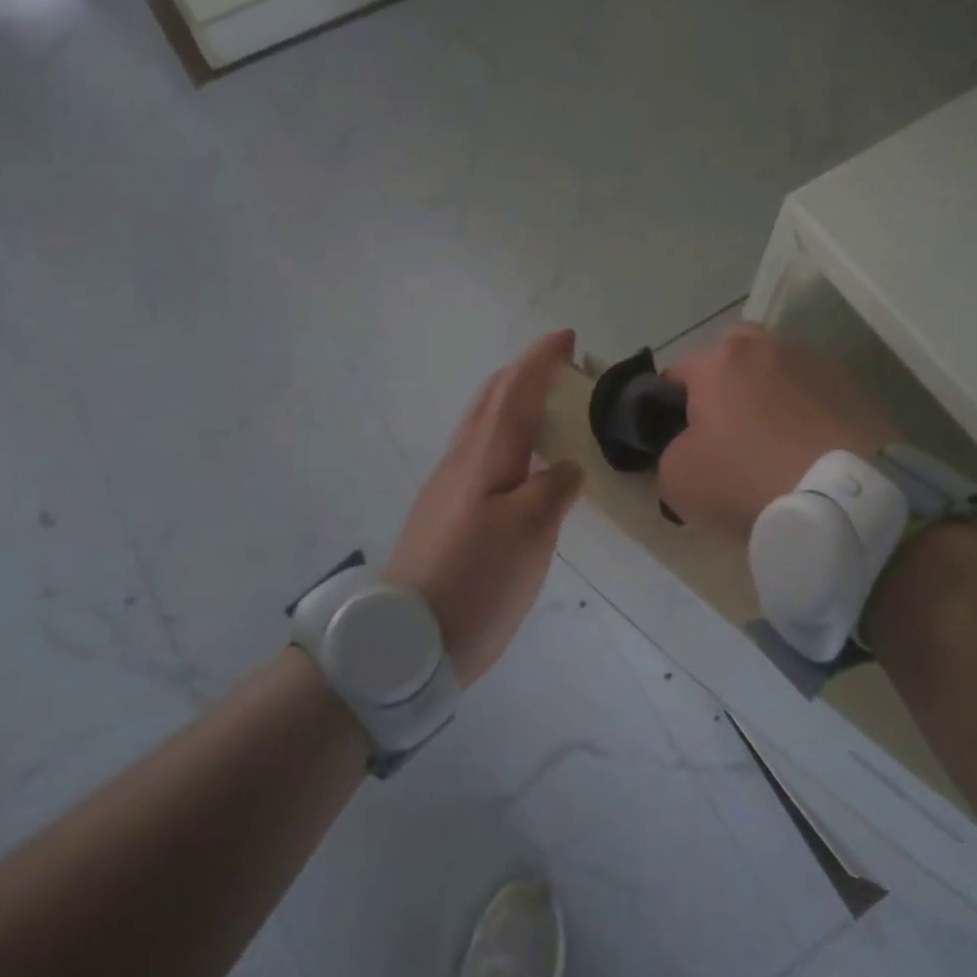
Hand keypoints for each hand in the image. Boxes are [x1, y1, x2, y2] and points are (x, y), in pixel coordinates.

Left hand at [385, 330, 586, 684]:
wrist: (407, 638)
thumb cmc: (475, 578)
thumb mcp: (529, 532)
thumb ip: (553, 489)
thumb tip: (567, 467)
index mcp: (484, 455)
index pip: (515, 391)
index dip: (541, 360)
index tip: (568, 338)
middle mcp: (462, 460)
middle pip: (493, 400)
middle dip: (527, 375)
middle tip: (566, 371)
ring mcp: (449, 487)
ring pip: (485, 426)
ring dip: (517, 405)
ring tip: (553, 412)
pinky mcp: (448, 513)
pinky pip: (483, 455)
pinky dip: (509, 439)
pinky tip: (527, 464)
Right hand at [658, 324, 895, 540]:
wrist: (847, 503)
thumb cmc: (748, 481)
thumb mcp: (678, 480)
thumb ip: (671, 451)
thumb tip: (689, 447)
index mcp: (720, 360)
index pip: (677, 374)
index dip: (670, 409)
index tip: (679, 443)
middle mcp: (770, 346)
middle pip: (732, 363)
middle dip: (725, 392)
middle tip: (727, 441)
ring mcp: (820, 364)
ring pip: (779, 378)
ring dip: (772, 402)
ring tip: (776, 450)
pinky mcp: (860, 390)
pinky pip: (818, 400)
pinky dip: (809, 419)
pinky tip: (812, 456)